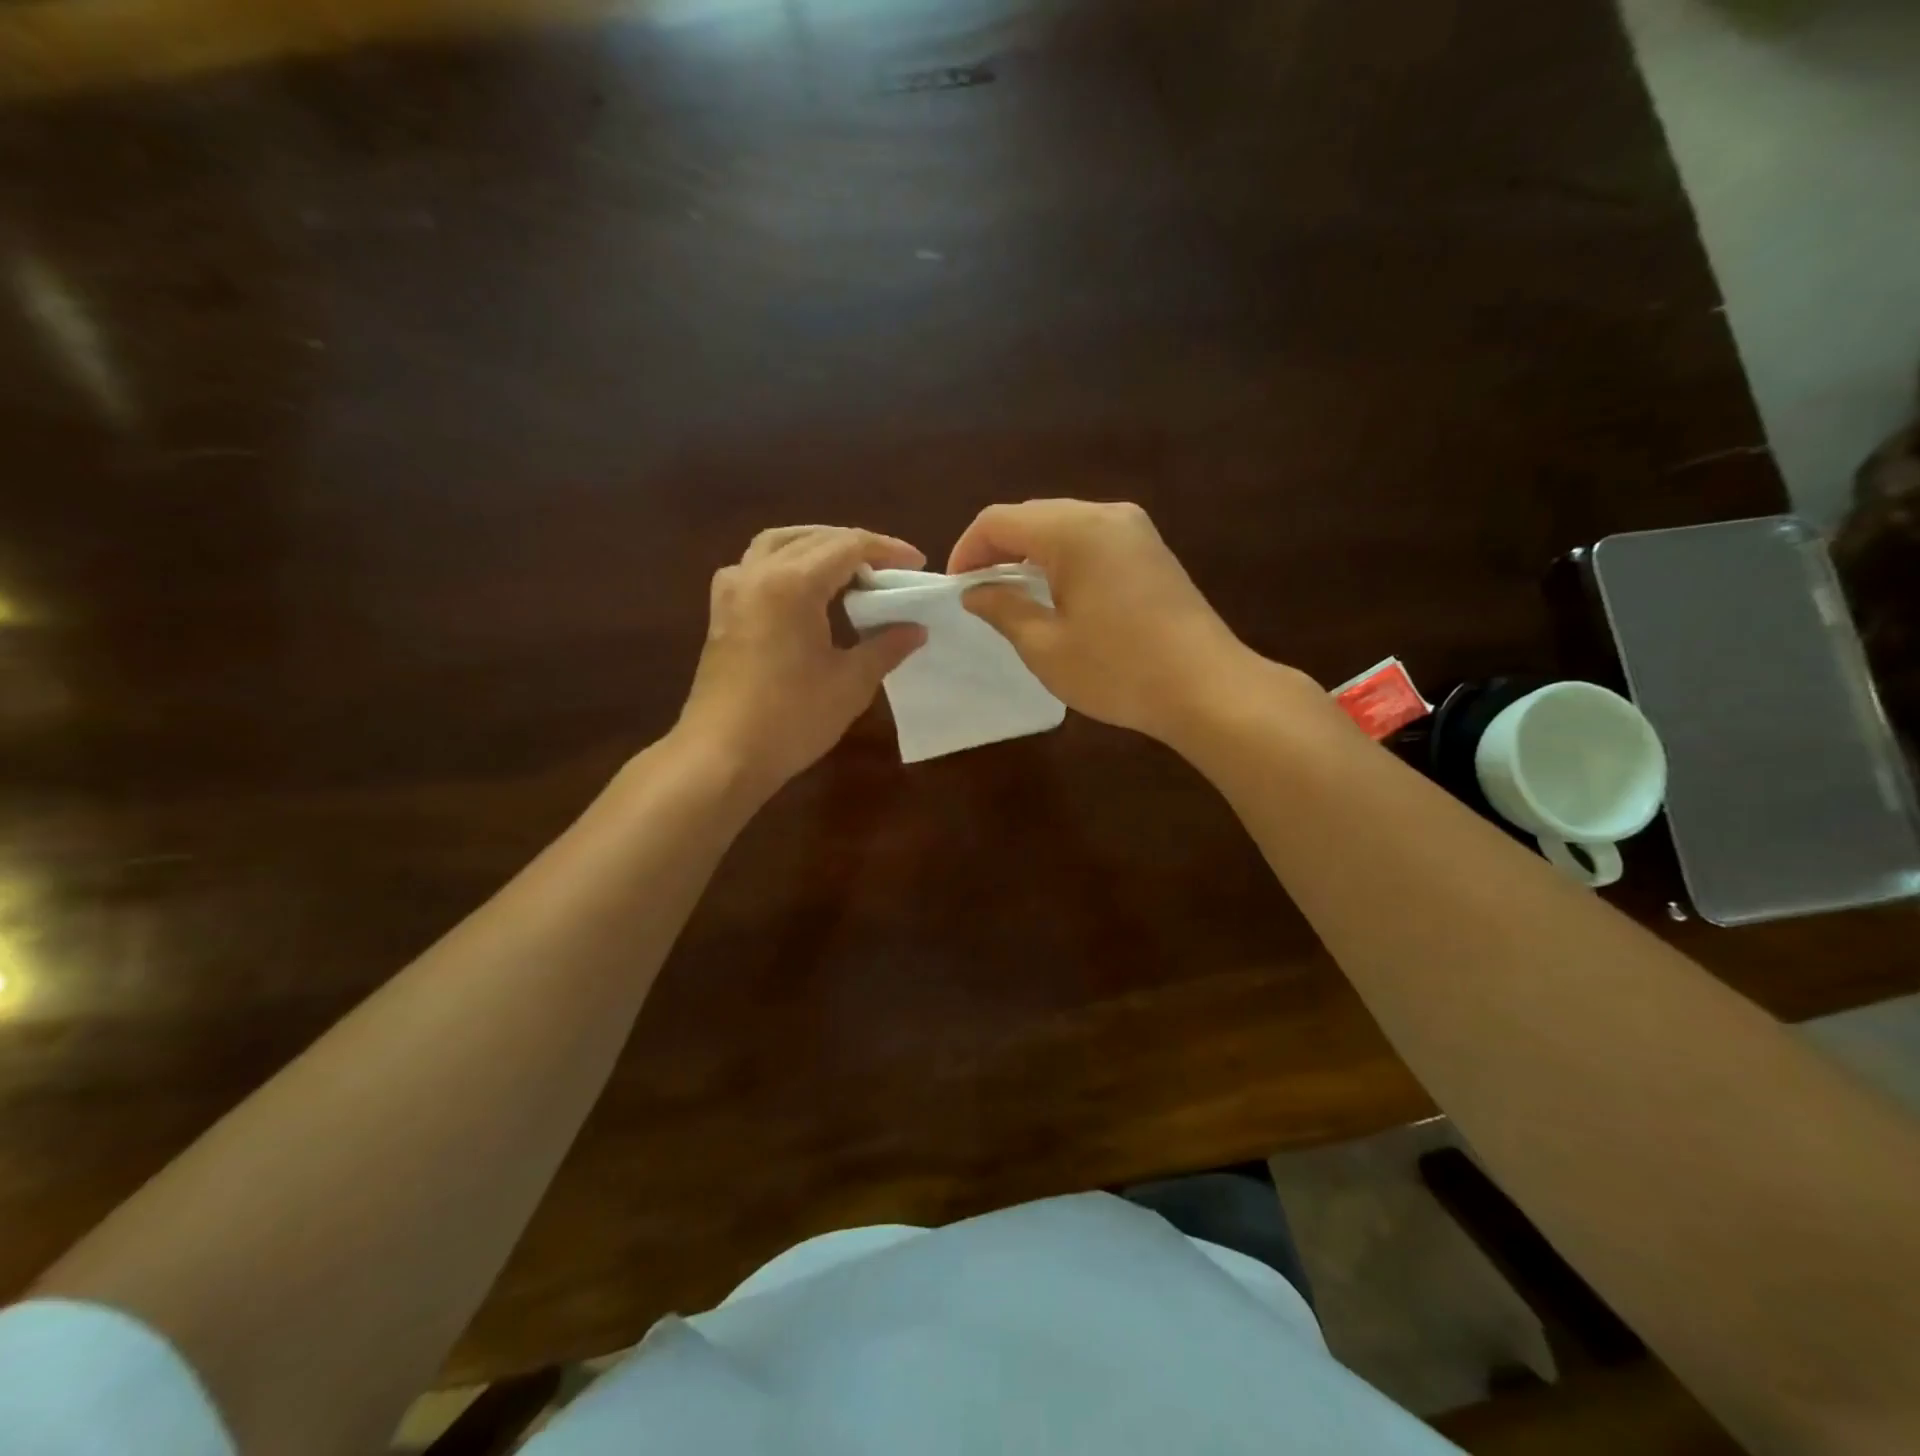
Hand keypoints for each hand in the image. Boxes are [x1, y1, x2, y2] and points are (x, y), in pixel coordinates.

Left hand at [675, 525, 926, 800]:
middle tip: (889, 568)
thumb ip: (886, 647)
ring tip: (848, 568)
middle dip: (855, 545)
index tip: (917, 564)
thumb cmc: (791, 719)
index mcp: (792, 583)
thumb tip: (916, 629)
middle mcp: (757, 572)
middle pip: (812, 538)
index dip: (887, 550)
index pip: (848, 546)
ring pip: (778, 544)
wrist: (723, 755)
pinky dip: (786, 563)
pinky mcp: (722, 612)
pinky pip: (756, 566)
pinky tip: (804, 589)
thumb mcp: (850, 683)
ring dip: (816, 545)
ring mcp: (733, 590)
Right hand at [948, 499, 1281, 744]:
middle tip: (980, 594)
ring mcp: (1134, 529)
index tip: (955, 589)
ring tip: (1014, 597)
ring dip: (1030, 554)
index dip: (967, 550)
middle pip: (1032, 516)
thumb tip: (975, 591)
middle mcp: (1105, 514)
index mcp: (1073, 530)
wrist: (1206, 687)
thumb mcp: (1046, 647)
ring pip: (1063, 525)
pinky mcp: (1151, 550)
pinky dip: (1063, 559)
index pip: (999, 520)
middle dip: (998, 550)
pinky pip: (1091, 539)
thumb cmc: (1118, 670)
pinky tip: (1058, 595)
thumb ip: (1003, 609)